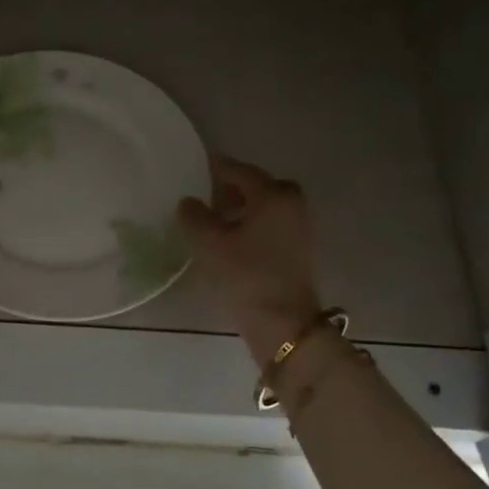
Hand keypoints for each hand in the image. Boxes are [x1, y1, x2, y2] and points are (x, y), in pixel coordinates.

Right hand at [177, 156, 322, 366]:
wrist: (283, 322)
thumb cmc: (245, 276)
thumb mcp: (209, 243)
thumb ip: (194, 216)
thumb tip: (189, 202)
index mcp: (272, 194)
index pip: (238, 171)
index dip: (214, 168)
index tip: (195, 166)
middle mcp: (291, 202)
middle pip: (255, 186)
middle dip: (228, 188)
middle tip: (202, 195)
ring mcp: (299, 225)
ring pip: (264, 205)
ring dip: (239, 207)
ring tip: (212, 219)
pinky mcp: (298, 248)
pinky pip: (270, 223)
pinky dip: (251, 222)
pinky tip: (230, 238)